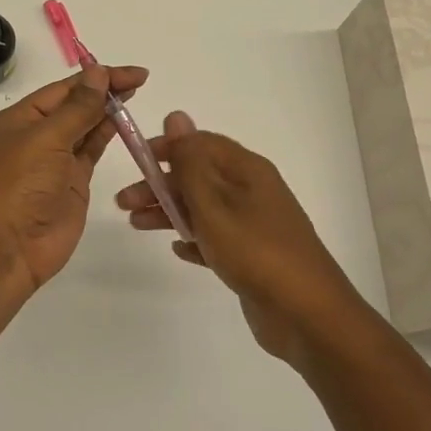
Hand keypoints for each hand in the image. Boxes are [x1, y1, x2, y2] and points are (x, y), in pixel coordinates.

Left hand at [0, 63, 148, 294]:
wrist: (6, 249)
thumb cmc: (17, 186)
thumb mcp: (45, 139)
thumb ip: (77, 108)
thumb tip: (97, 72)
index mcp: (20, 119)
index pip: (64, 89)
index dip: (96, 77)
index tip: (132, 73)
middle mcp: (37, 137)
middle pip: (75, 105)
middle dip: (105, 90)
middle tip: (140, 80)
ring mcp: (55, 162)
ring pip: (85, 127)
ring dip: (108, 110)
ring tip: (136, 94)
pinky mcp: (72, 184)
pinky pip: (92, 152)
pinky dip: (108, 136)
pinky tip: (124, 122)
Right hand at [117, 112, 366, 364]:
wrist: (307, 315)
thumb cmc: (255, 251)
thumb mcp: (214, 203)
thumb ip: (190, 161)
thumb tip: (176, 115)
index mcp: (246, 170)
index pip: (200, 143)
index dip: (167, 148)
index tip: (136, 160)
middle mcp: (251, 191)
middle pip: (198, 177)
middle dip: (160, 185)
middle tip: (124, 202)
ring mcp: (254, 224)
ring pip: (203, 208)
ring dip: (170, 212)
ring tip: (136, 225)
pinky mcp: (253, 256)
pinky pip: (216, 239)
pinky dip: (195, 239)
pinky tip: (177, 249)